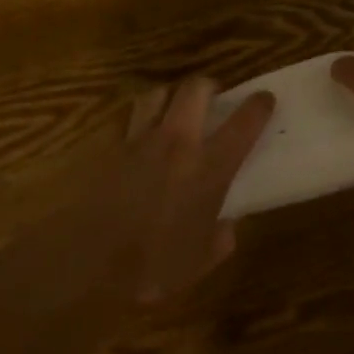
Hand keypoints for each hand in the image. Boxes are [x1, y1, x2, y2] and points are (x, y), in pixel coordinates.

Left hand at [43, 77, 275, 302]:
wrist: (89, 262)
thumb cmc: (153, 267)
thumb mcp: (201, 262)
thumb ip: (221, 238)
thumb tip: (227, 225)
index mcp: (210, 168)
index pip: (244, 122)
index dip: (259, 105)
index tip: (265, 100)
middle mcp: (178, 143)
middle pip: (195, 88)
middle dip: (208, 87)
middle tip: (212, 100)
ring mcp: (140, 140)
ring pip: (157, 94)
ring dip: (170, 97)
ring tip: (173, 113)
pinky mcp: (111, 148)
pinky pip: (129, 120)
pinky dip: (140, 121)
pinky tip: (140, 141)